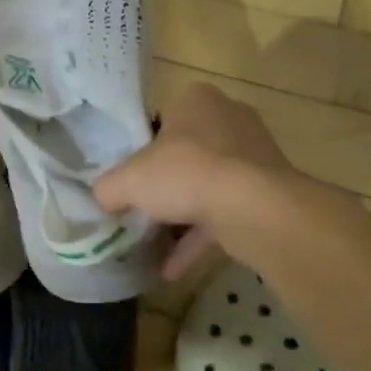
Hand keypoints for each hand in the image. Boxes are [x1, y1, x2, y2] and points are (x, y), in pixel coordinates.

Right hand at [95, 82, 291, 280]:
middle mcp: (229, 120)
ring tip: (153, 247)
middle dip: (166, 185)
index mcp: (196, 100)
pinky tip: (172, 269)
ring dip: (182, 218)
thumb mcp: (128, 180)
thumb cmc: (186, 173)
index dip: (143, 148)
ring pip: (209, 187)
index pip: (163, 119)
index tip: (131, 175)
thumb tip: (101, 198)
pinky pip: (226, 214)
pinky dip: (201, 239)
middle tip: (141, 209)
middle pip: (187, 154)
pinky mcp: (268, 193)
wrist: (253, 208)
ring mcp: (254, 158)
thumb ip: (108, 187)